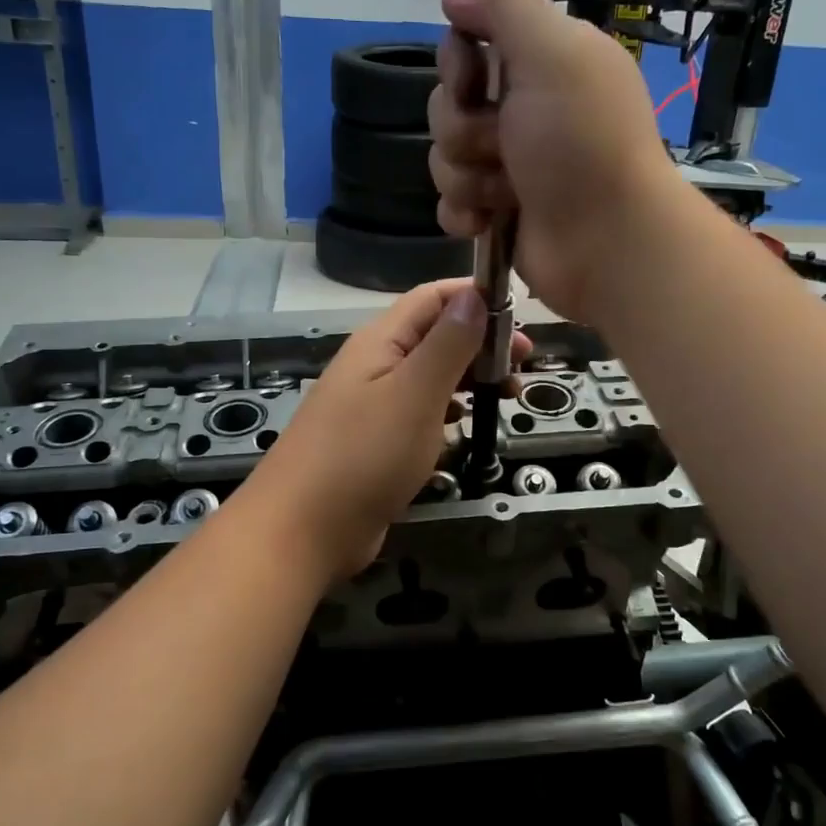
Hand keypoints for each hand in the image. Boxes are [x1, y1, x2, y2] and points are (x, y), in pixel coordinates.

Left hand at [247, 280, 530, 580]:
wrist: (302, 530)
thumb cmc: (364, 455)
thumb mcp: (415, 392)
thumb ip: (448, 343)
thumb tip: (474, 295)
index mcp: (380, 341)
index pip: (432, 297)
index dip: (476, 297)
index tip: (521, 319)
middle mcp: (375, 365)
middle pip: (434, 335)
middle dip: (481, 342)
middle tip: (523, 367)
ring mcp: (372, 405)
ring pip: (429, 375)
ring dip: (468, 377)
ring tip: (506, 395)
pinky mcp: (374, 442)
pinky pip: (417, 412)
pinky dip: (446, 410)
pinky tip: (463, 425)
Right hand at [429, 0, 685, 321]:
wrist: (606, 241)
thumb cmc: (581, 142)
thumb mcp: (554, 52)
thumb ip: (504, 7)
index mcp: (542, 65)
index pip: (466, 47)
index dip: (457, 65)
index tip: (473, 82)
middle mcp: (524, 111)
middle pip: (448, 105)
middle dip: (463, 129)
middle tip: (503, 146)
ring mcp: (510, 165)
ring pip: (445, 156)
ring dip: (467, 176)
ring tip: (506, 192)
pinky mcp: (498, 212)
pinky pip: (449, 203)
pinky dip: (463, 213)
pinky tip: (486, 222)